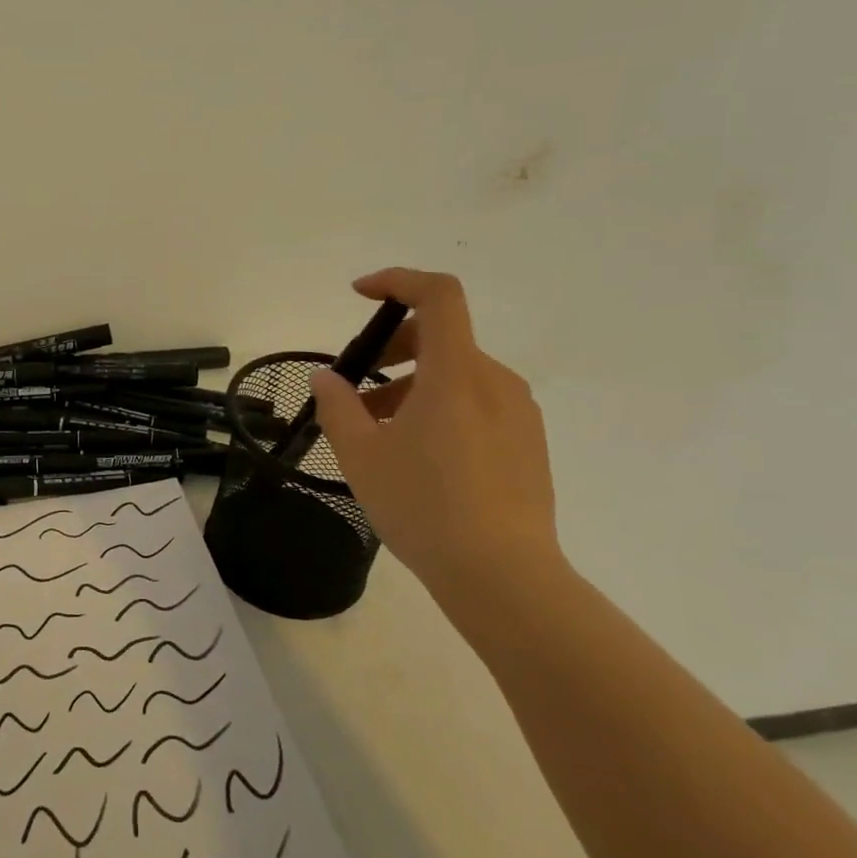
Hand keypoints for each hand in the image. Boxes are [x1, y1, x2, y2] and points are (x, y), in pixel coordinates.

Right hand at [308, 268, 562, 591]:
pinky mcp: (529, 444)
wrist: (503, 577)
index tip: (360, 295)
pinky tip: (419, 456)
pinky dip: (441, 408)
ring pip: (458, 375)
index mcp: (456, 374)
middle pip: (442, 336)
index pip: (438, 295)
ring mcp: (519, 414)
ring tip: (380, 433)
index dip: (398, 281)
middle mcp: (495, 382)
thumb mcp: (361, 455)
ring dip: (413, 385)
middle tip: (357, 388)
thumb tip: (327, 377)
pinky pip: (478, 404)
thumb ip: (337, 406)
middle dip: (393, 348)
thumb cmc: (424, 506)